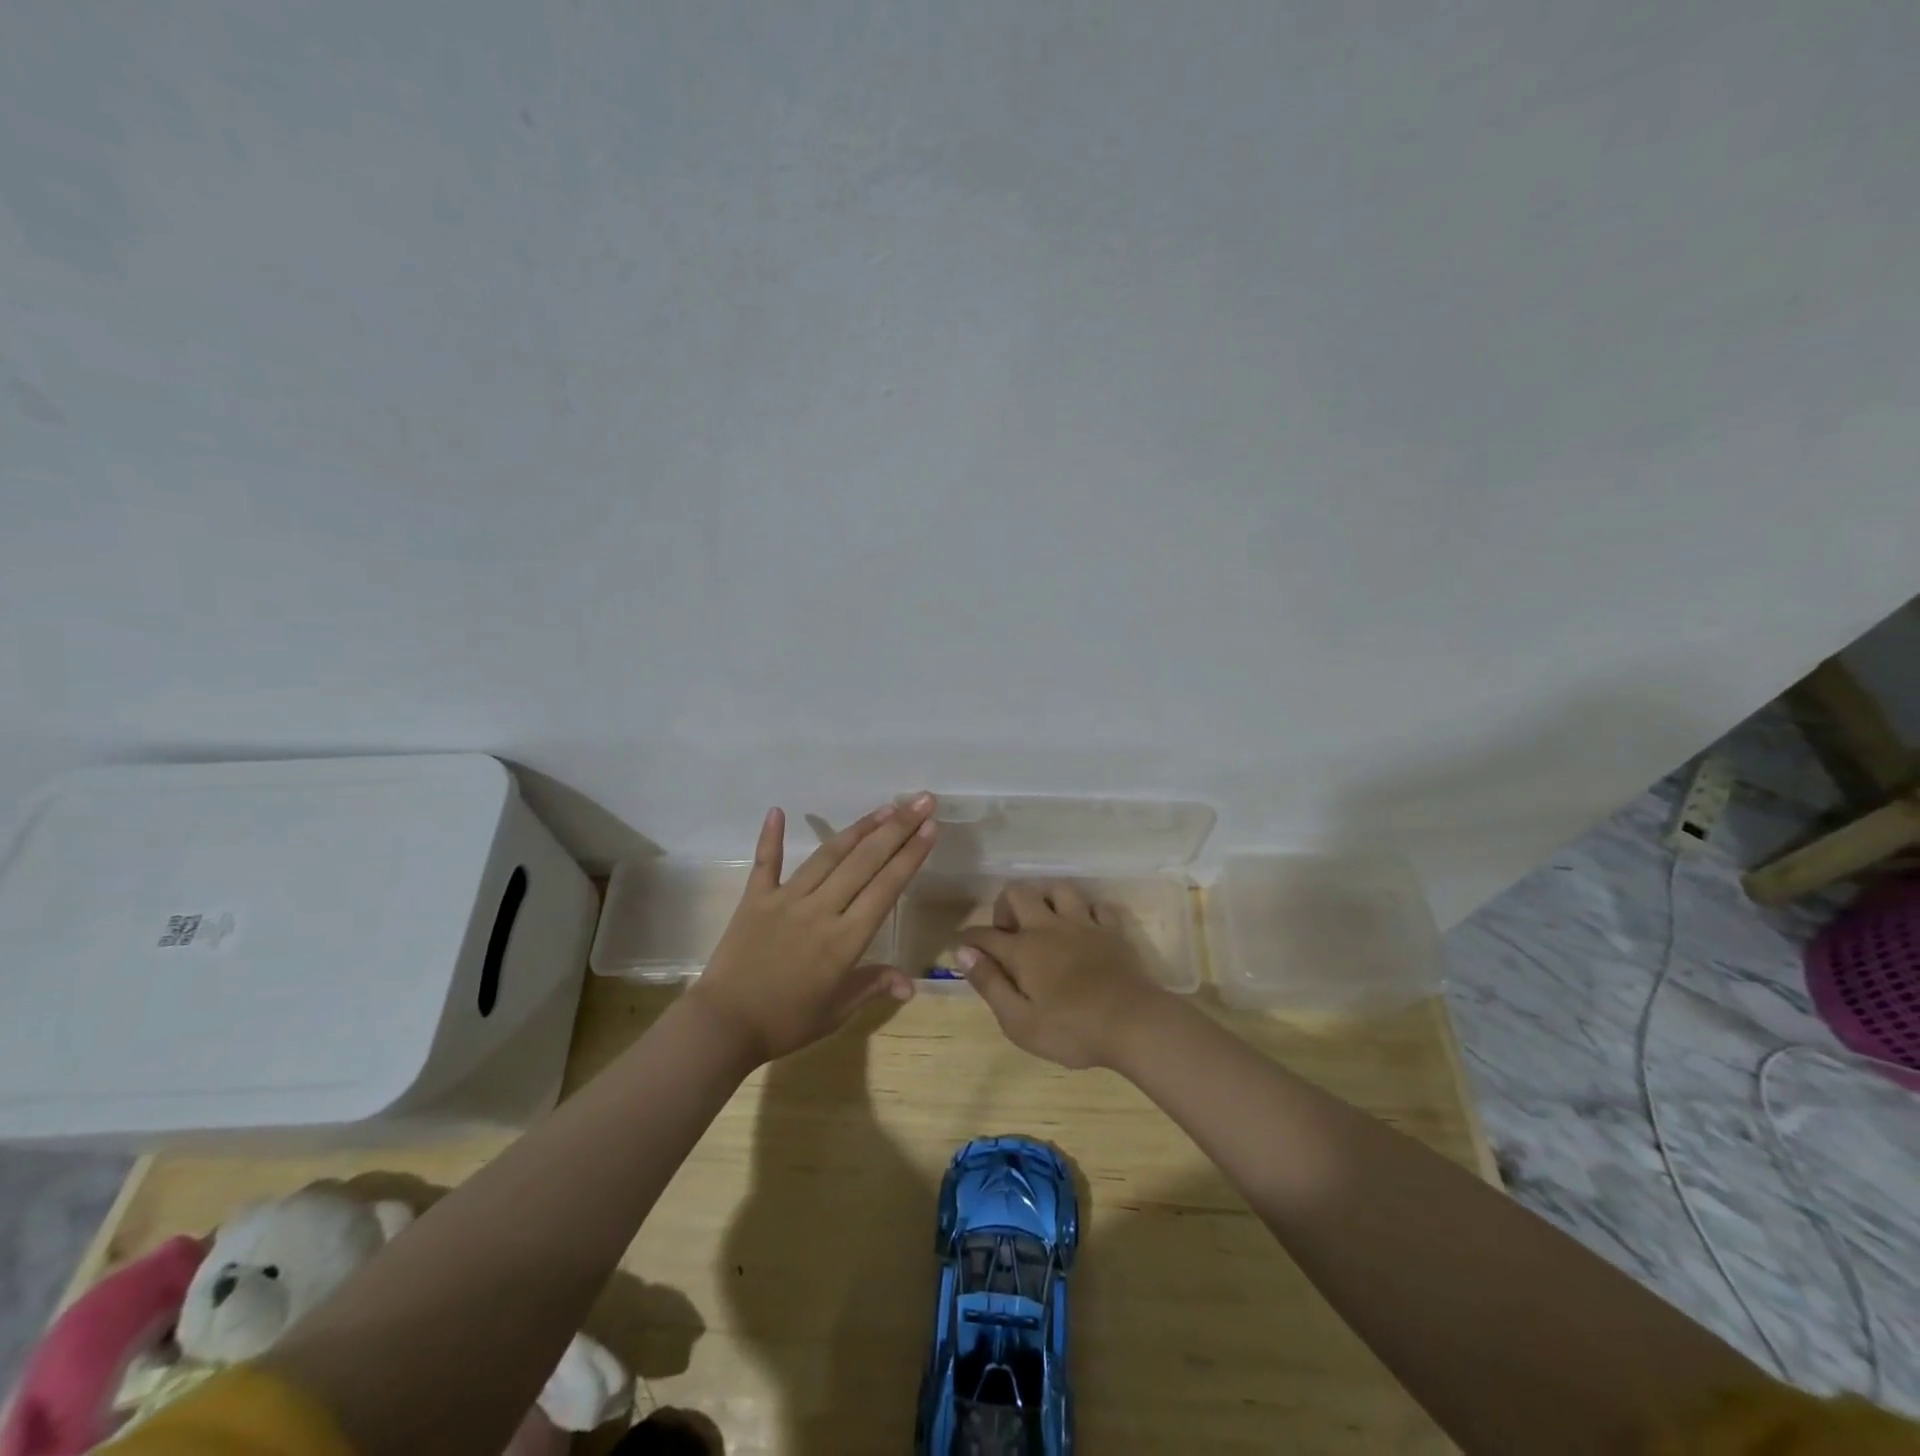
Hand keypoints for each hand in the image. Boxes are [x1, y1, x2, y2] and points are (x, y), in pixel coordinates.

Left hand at [687, 794, 938, 1064]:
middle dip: (897, 829)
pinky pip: (765, 862)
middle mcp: (820, 910)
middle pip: (864, 862)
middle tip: (920, 801)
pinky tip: (778, 810)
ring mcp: (786, 900)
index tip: (930, 828)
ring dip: (858, 829)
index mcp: (845, 940)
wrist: (722, 1027)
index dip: (910, 856)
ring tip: (885, 807)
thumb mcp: (835, 1013)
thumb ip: (872, 987)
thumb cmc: (785, 1023)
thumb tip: (911, 985)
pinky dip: (770, 836)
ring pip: (828, 855)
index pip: (886, 888)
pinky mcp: (754, 898)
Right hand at [956, 882, 1172, 1069]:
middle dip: (1004, 907)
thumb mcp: (1019, 1021)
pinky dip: (1088, 913)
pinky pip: (1098, 906)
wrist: (1133, 1023)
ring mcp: (1083, 924)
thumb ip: (989, 984)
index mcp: (1023, 950)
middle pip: (1018, 893)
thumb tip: (963, 953)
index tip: (962, 946)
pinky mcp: (1112, 930)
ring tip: (1046, 924)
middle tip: (1009, 935)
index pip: (985, 935)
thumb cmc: (1071, 1030)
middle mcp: (1048, 927)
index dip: (969, 939)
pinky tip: (1086, 929)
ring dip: (1047, 900)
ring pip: (1059, 889)